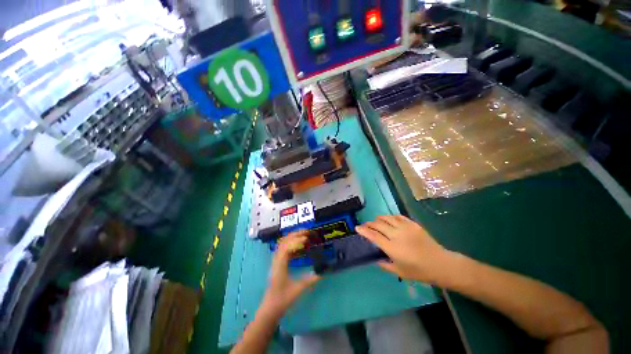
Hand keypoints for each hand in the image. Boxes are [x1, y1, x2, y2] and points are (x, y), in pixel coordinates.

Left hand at [261, 231, 319, 316]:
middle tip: (307, 232)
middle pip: (284, 241)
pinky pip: (284, 249)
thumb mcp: (298, 290)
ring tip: (304, 235)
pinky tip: (300, 246)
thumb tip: (322, 272)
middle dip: (295, 235)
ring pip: (283, 243)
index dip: (296, 241)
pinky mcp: (278, 263)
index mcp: (280, 265)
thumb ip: (310, 280)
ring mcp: (276, 261)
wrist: (271, 308)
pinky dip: (292, 243)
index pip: (286, 248)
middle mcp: (277, 260)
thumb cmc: (283, 299)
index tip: (306, 239)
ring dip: (293, 237)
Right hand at [356, 215, 454, 284]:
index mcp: (392, 248)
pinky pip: (398, 216)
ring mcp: (405, 227)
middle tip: (365, 225)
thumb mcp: (399, 272)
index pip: (373, 236)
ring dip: (378, 219)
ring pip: (387, 218)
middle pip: (378, 224)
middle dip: (369, 224)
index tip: (357, 228)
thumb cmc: (419, 271)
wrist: (441, 264)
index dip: (363, 230)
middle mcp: (397, 235)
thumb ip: (385, 265)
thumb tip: (376, 259)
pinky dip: (390, 217)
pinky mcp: (413, 224)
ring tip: (376, 222)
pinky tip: (389, 220)